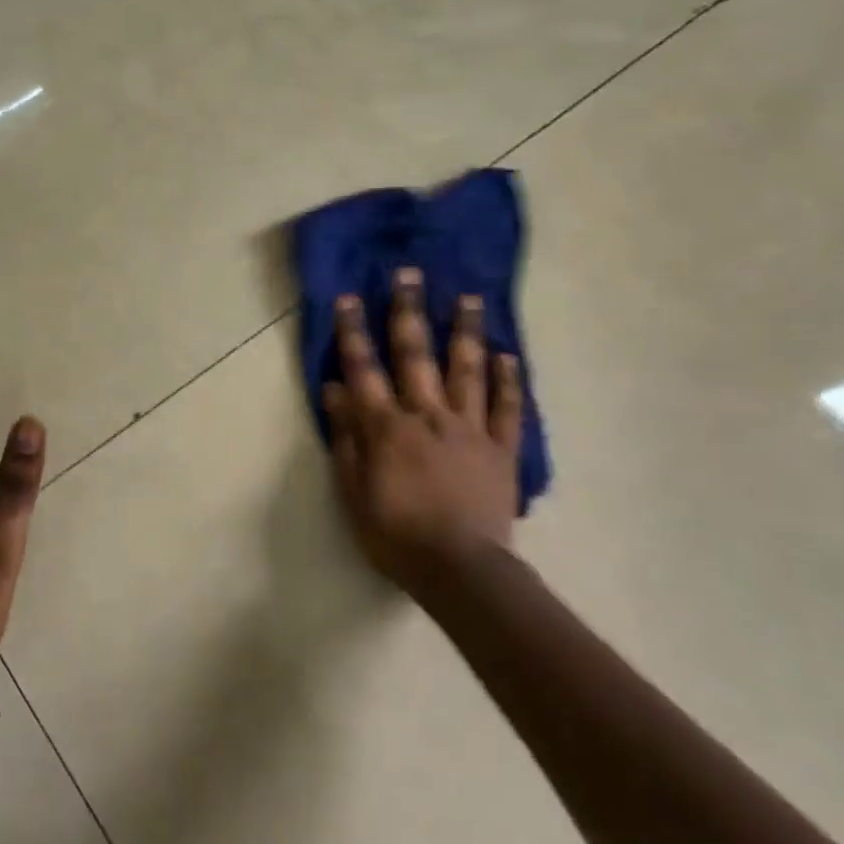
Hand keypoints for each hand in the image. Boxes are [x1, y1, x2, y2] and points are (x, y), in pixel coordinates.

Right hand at [323, 269, 523, 589]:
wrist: (460, 570)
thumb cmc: (395, 534)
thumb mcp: (353, 491)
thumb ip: (345, 437)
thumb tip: (335, 388)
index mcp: (387, 426)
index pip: (363, 368)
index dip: (353, 331)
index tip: (349, 297)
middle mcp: (427, 415)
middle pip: (416, 354)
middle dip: (409, 311)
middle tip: (410, 273)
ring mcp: (468, 428)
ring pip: (466, 370)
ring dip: (465, 331)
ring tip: (469, 297)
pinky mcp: (501, 448)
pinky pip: (507, 407)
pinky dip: (508, 380)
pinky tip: (509, 354)